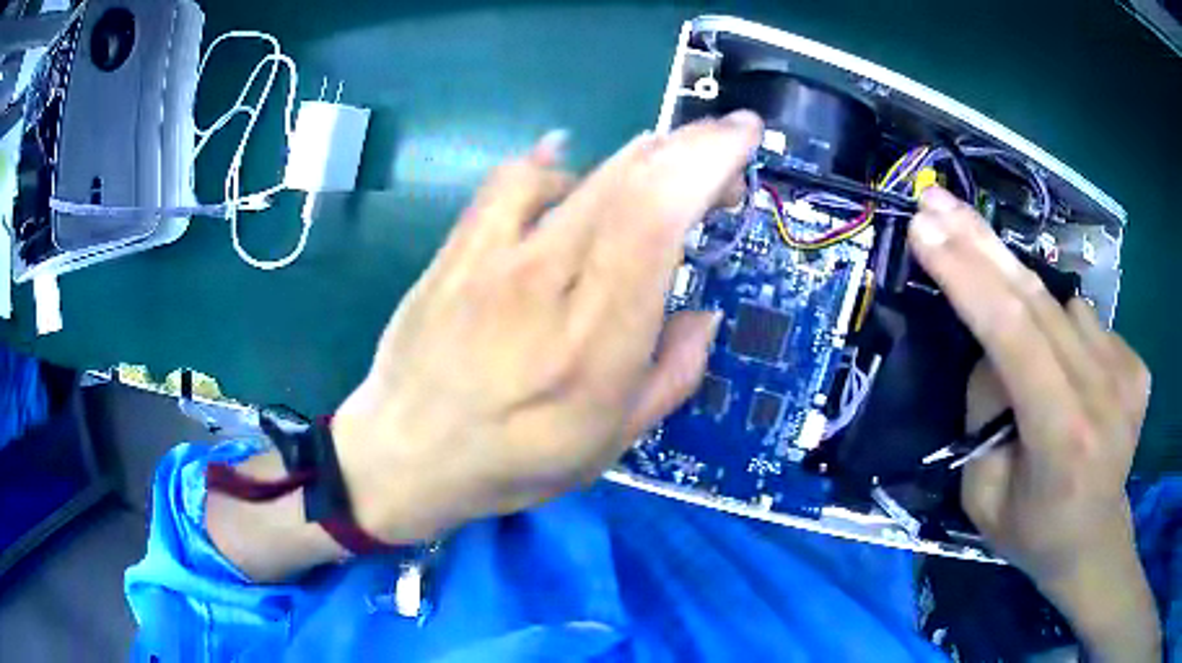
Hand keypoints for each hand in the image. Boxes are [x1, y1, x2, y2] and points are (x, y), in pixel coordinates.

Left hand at [330, 113, 762, 542]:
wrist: (406, 453)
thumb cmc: (514, 461)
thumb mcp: (612, 443)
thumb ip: (673, 374)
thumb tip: (703, 313)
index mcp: (597, 344)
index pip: (657, 218)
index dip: (708, 159)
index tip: (744, 133)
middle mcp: (546, 286)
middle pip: (627, 180)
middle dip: (690, 147)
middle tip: (719, 156)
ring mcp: (493, 260)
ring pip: (581, 172)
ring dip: (639, 157)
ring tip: (660, 174)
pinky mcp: (457, 250)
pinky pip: (511, 180)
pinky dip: (554, 163)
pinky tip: (570, 172)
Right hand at [910, 187, 1159, 659]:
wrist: (1095, 541)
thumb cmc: (1034, 531)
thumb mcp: (982, 496)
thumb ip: (984, 413)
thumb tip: (992, 347)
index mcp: (1061, 437)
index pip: (1013, 335)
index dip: (967, 276)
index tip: (924, 227)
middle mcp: (1101, 392)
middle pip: (1036, 299)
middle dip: (980, 243)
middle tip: (936, 199)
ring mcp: (1126, 372)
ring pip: (1060, 306)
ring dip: (1026, 312)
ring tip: (1022, 366)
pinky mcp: (1135, 364)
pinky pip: (1085, 323)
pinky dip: (1061, 333)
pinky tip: (1063, 375)